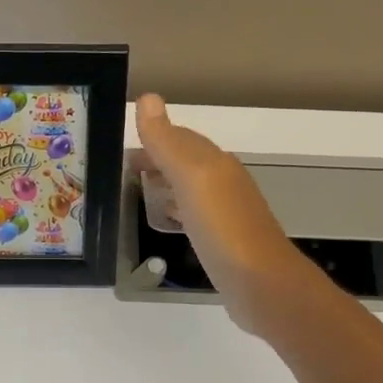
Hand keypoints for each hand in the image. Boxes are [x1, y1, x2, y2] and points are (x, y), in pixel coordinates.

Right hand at [134, 94, 320, 336]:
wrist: (262, 284)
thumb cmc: (223, 227)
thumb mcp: (191, 178)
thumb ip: (168, 141)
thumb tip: (148, 97)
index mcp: (215, 162)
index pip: (179, 137)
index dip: (152, 137)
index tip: (120, 147)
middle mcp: (223, 181)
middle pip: (185, 160)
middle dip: (156, 159)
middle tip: (122, 170)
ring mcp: (226, 212)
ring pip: (190, 186)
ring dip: (165, 183)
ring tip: (138, 190)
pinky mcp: (224, 240)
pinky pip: (194, 214)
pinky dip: (176, 209)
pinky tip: (168, 220)